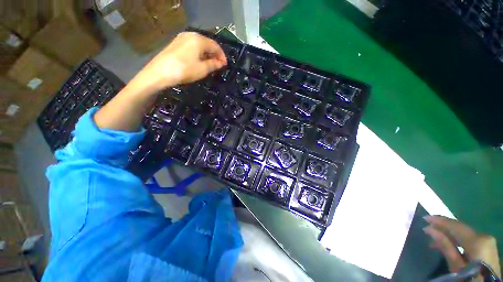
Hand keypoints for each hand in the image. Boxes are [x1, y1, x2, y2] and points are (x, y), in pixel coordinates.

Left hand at [135, 32, 226, 91]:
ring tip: (210, 64)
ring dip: (207, 54)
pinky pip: (192, 46)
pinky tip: (199, 61)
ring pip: (199, 45)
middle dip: (215, 54)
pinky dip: (199, 53)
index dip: (222, 55)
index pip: (215, 45)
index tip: (225, 65)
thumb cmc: (185, 70)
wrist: (160, 72)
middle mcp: (190, 35)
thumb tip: (220, 63)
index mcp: (199, 40)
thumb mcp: (202, 69)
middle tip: (219, 65)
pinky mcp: (176, 44)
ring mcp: (181, 38)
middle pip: (207, 43)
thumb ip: (213, 65)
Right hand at [424, 216, 500, 278]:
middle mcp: (483, 235)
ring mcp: (487, 240)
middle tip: (427, 226)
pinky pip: (469, 238)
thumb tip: (429, 229)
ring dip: (449, 234)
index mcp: (477, 240)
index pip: (456, 226)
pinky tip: (448, 243)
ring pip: (464, 233)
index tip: (425, 218)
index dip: (440, 221)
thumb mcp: (456, 266)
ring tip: (434, 237)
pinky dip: (457, 240)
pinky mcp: (487, 245)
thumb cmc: (470, 278)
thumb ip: (445, 246)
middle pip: (460, 228)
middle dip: (444, 227)